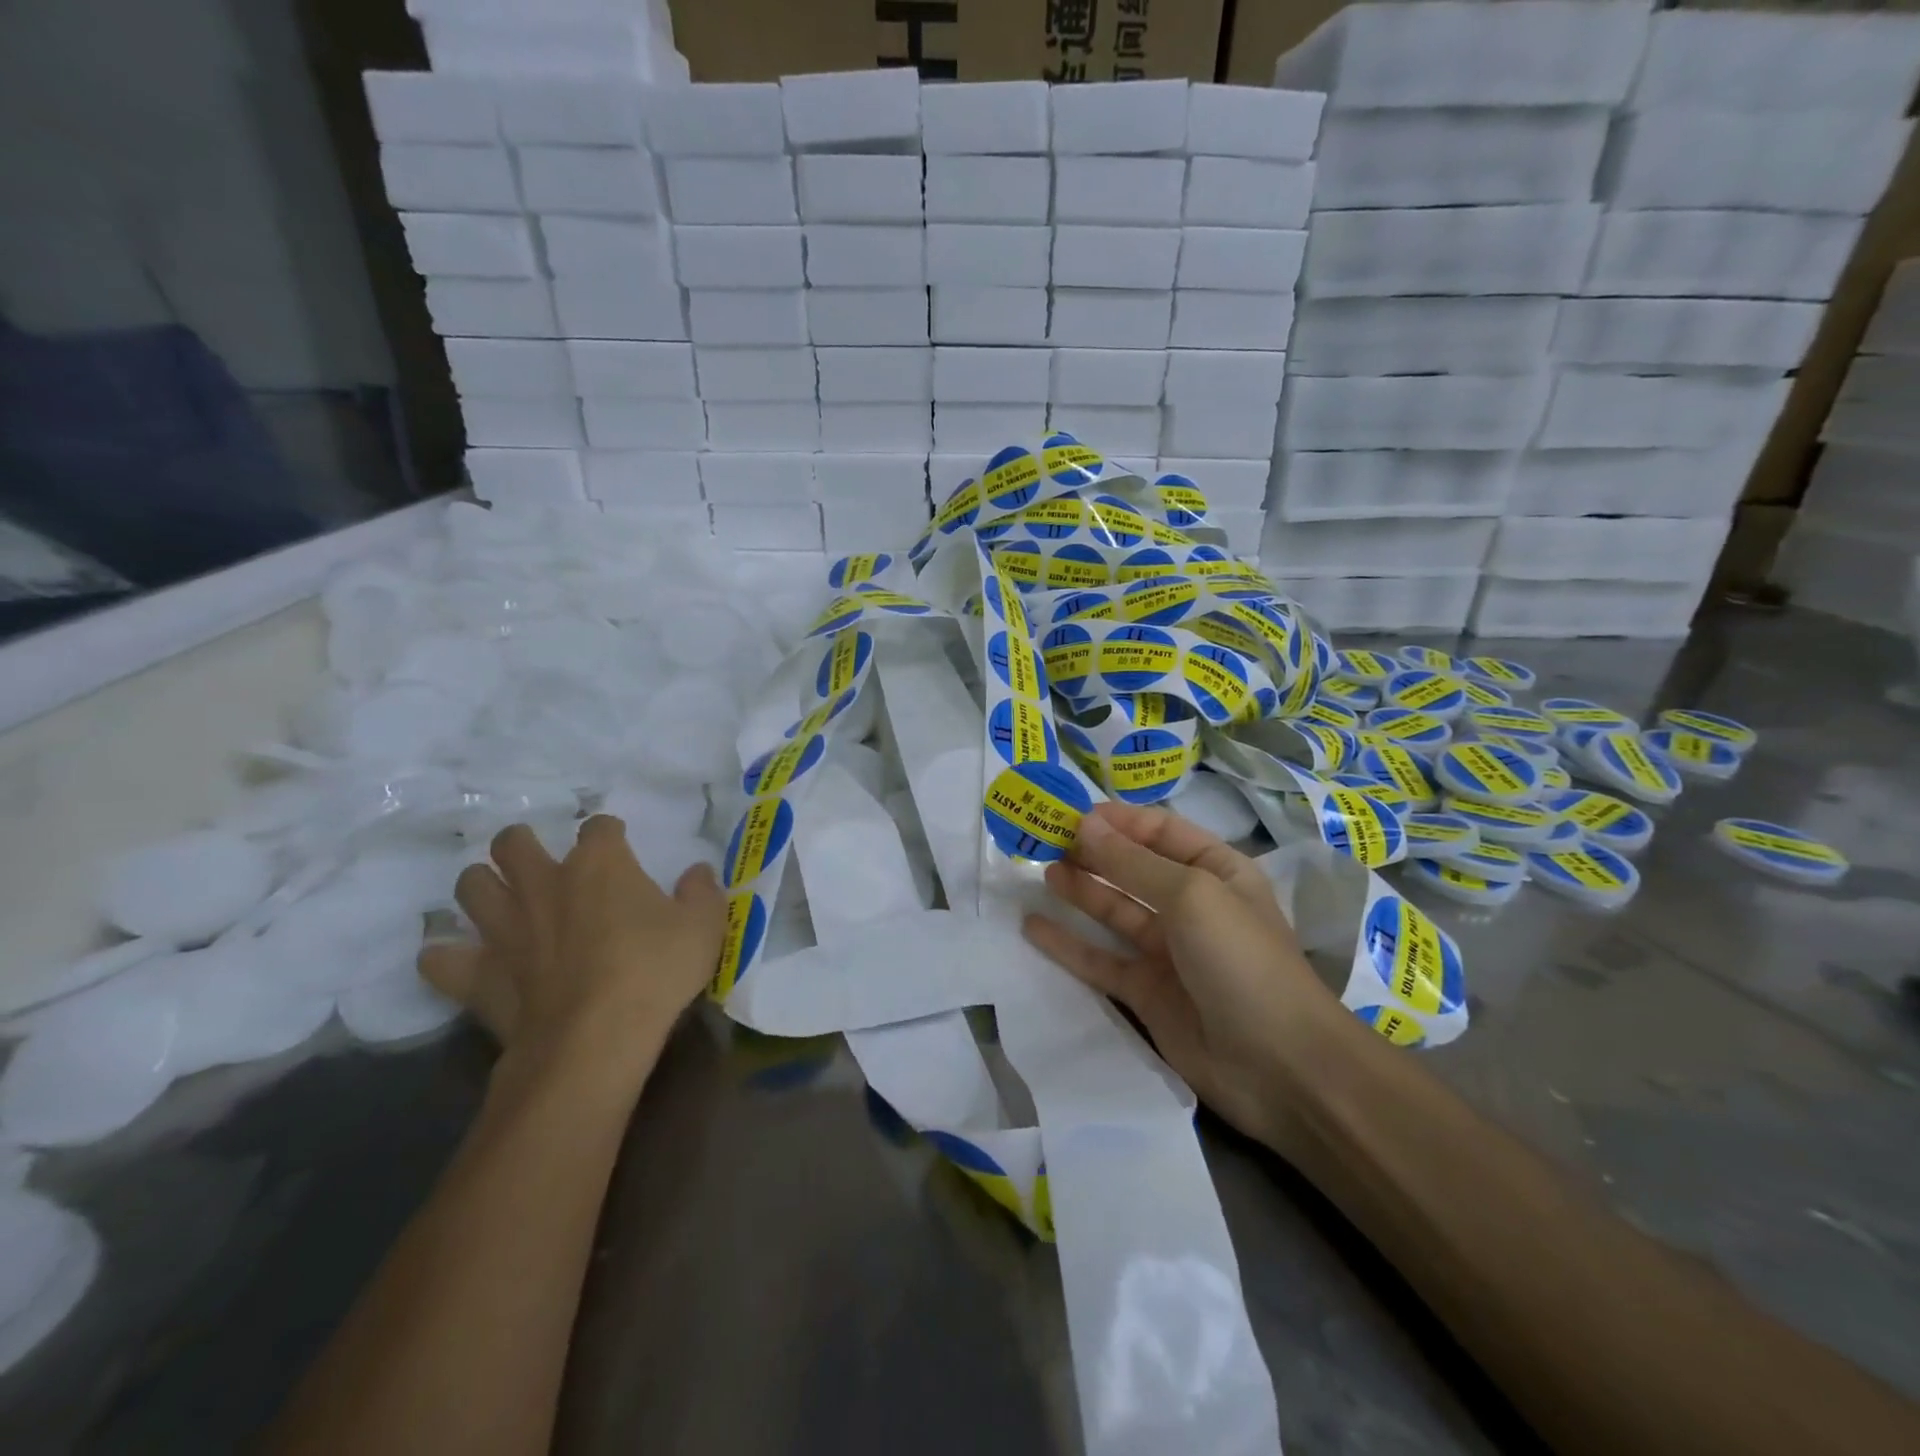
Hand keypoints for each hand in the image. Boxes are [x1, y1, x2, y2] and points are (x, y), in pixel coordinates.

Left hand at [420, 818, 726, 1093]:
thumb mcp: (704, 927)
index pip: (598, 827)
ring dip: (483, 887)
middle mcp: (543, 883)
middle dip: (522, 844)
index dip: (609, 833)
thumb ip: (703, 892)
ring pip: (470, 886)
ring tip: (502, 900)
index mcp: (599, 864)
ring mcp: (504, 928)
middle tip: (541, 863)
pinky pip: (440, 959)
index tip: (618, 846)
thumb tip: (697, 872)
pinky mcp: (479, 974)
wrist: (595, 1040)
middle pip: (512, 842)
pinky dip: (447, 957)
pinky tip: (463, 961)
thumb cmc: (655, 972)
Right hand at [1022, 802, 1351, 1155]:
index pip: (1160, 831)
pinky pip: (1101, 960)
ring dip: (1080, 890)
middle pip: (1133, 868)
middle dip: (1093, 852)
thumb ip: (1132, 862)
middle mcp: (1191, 905)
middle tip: (1044, 841)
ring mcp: (1167, 951)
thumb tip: (1084, 824)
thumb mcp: (1191, 896)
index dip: (1118, 821)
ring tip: (1041, 873)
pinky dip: (1068, 944)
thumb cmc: (1241, 960)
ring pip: (1114, 911)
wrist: (1279, 1067)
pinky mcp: (1146, 992)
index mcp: (1215, 871)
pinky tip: (1033, 927)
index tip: (1070, 815)